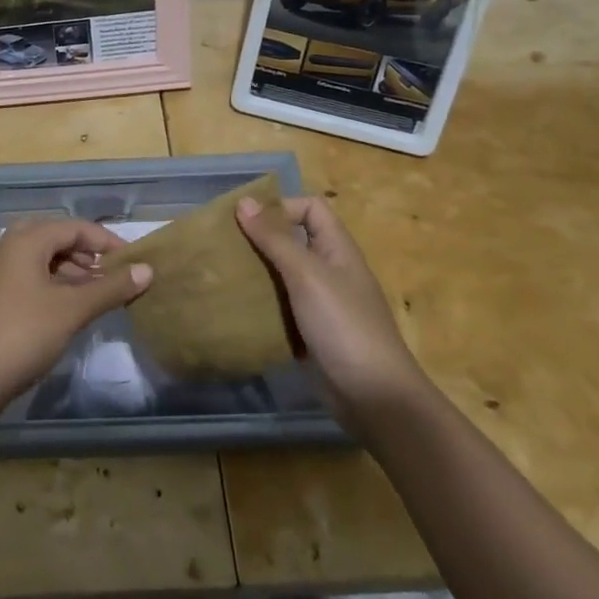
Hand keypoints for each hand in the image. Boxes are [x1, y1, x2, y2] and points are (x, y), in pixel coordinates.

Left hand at [0, 219, 152, 409]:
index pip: (75, 227)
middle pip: (59, 238)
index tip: (134, 262)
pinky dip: (57, 283)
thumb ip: (111, 287)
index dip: (107, 241)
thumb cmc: (25, 333)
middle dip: (89, 254)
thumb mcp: (73, 309)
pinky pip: (34, 274)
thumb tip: (147, 270)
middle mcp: (11, 245)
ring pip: (46, 257)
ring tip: (99, 293)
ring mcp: (2, 269)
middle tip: (113, 275)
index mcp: (27, 239)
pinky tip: (73, 306)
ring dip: (74, 270)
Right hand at [236, 194, 425, 412]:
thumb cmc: (343, 325)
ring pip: (284, 275)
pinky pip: (281, 308)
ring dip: (257, 273)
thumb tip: (244, 201)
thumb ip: (275, 239)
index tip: (247, 221)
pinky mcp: (311, 332)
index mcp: (337, 249)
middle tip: (224, 246)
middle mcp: (330, 270)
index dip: (282, 207)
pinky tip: (236, 309)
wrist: (374, 397)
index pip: (311, 208)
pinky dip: (262, 306)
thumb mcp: (307, 275)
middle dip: (260, 240)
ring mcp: (321, 304)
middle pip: (293, 240)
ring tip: (223, 275)